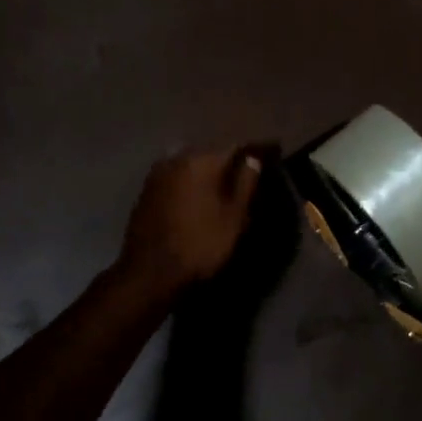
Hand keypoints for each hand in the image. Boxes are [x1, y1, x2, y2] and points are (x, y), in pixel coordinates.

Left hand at [115, 148, 264, 299]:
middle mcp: (177, 158)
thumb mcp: (233, 217)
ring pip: (192, 165)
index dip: (257, 149)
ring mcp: (157, 174)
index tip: (274, 148)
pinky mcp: (146, 191)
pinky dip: (191, 183)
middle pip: (212, 153)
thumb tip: (253, 159)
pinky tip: (199, 195)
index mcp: (202, 160)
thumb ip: (246, 183)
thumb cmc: (200, 245)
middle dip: (230, 159)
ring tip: (225, 182)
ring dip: (208, 171)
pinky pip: (177, 178)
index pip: (237, 147)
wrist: (148, 273)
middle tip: (249, 167)